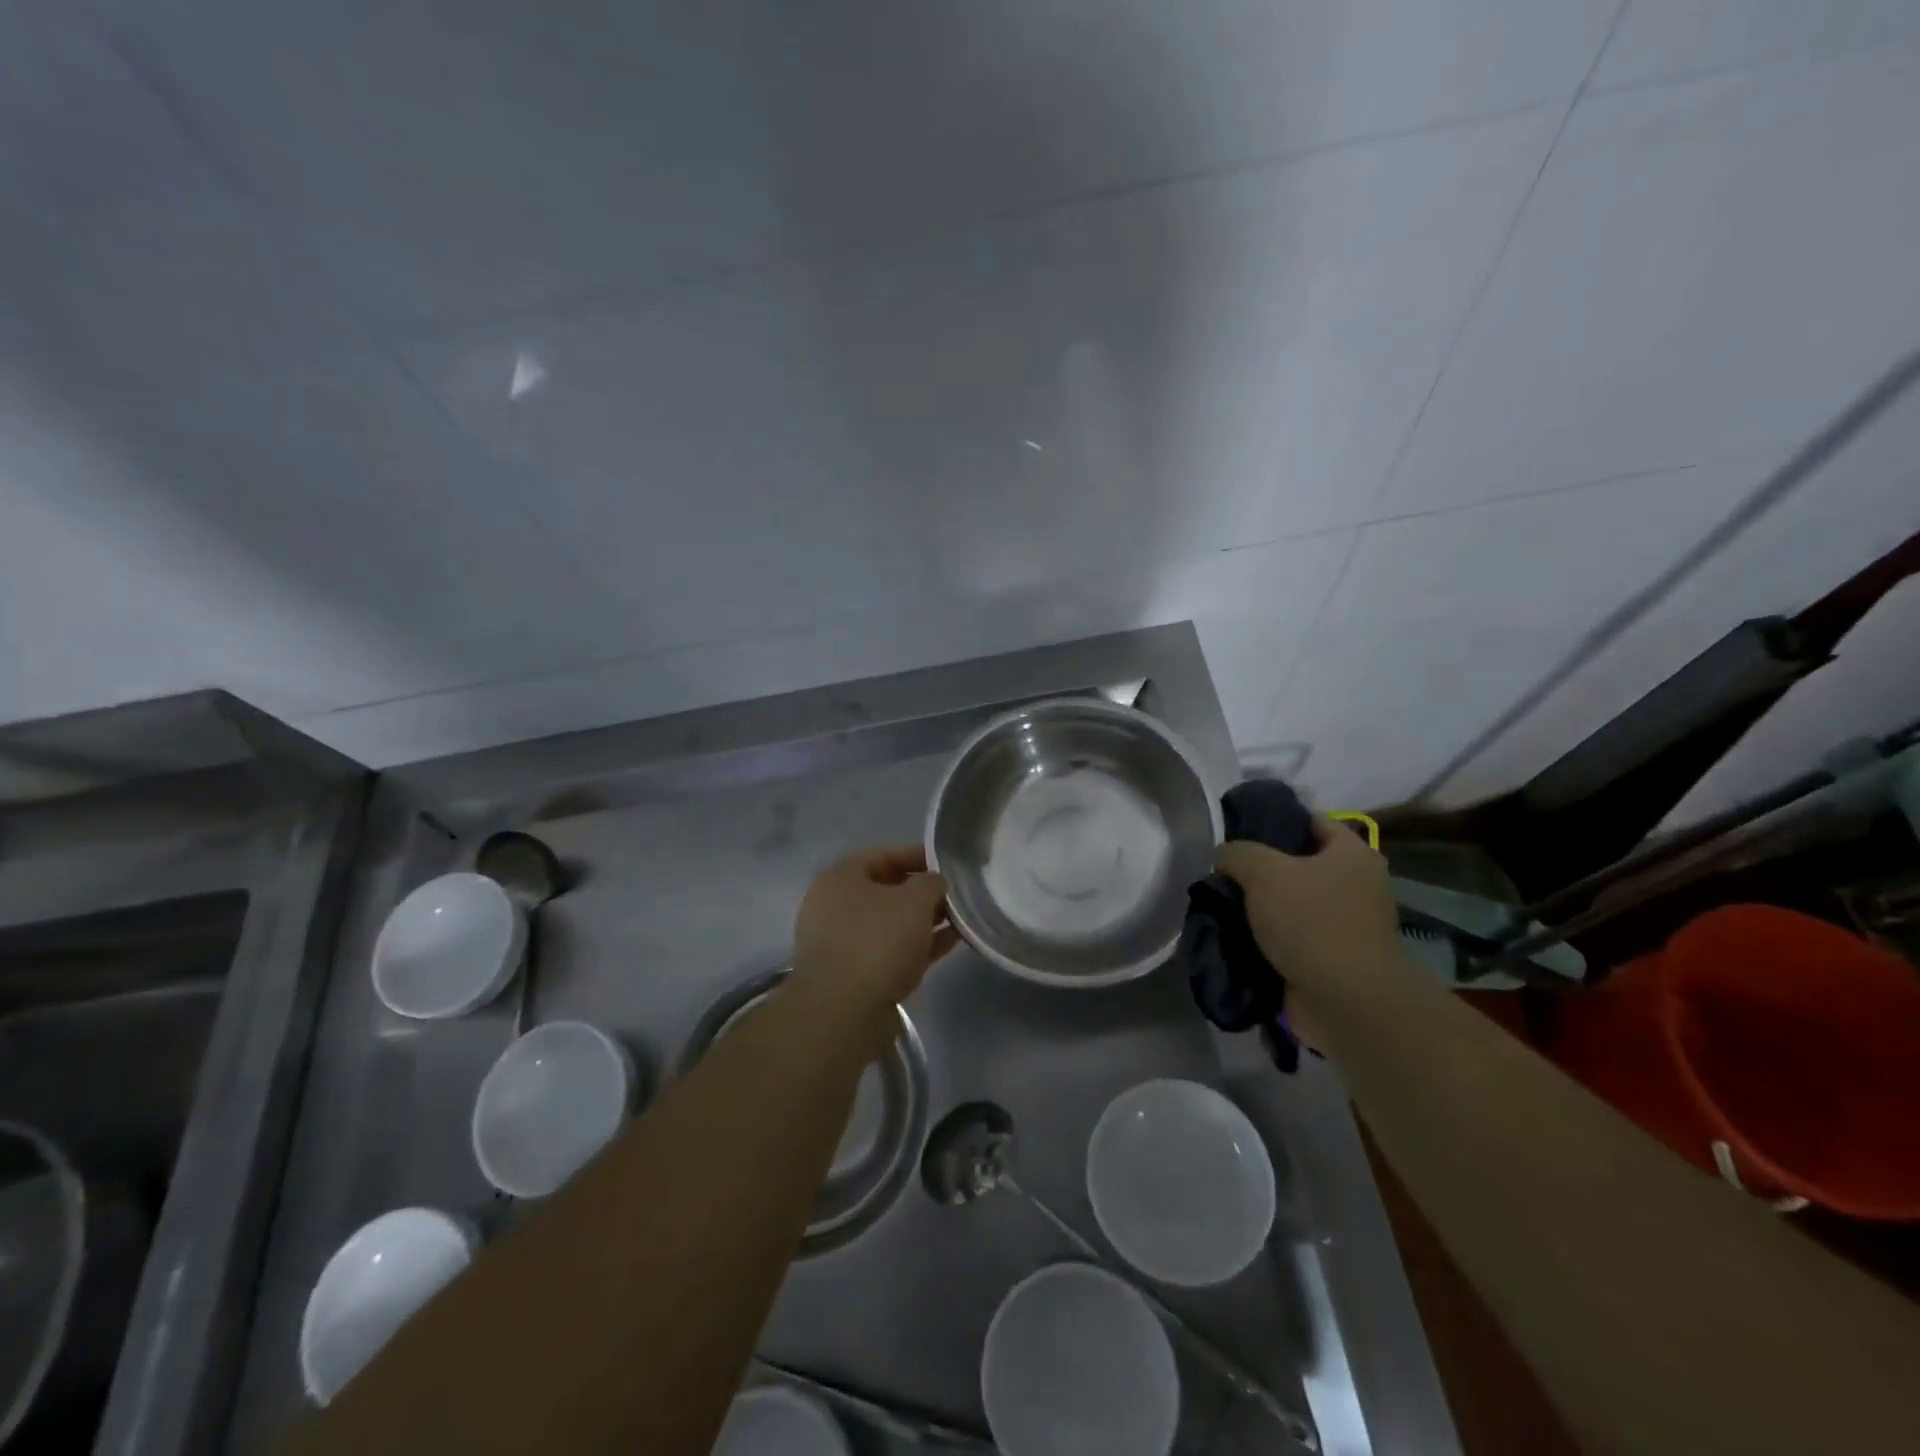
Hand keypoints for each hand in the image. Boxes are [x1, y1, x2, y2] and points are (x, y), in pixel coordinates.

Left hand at [790, 845, 957, 1019]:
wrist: (843, 1013)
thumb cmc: (878, 941)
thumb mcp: (914, 901)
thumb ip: (931, 883)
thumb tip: (934, 883)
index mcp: (840, 877)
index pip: (883, 854)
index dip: (918, 856)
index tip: (949, 864)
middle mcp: (834, 905)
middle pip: (887, 890)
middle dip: (923, 892)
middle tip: (957, 895)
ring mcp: (841, 942)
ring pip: (890, 923)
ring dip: (923, 921)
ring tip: (960, 920)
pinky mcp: (851, 975)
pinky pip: (889, 950)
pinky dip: (916, 945)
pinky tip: (949, 944)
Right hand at [1214, 817, 1424, 1040]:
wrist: (1346, 1002)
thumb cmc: (1312, 922)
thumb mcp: (1264, 872)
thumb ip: (1237, 853)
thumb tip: (1223, 855)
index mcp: (1352, 854)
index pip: (1312, 821)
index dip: (1275, 819)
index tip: (1237, 828)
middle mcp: (1355, 885)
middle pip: (1298, 864)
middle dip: (1259, 868)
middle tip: (1222, 869)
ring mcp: (1344, 925)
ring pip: (1290, 903)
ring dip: (1259, 907)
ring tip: (1219, 902)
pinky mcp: (1330, 958)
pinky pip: (1290, 937)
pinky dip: (1265, 937)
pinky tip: (1233, 934)